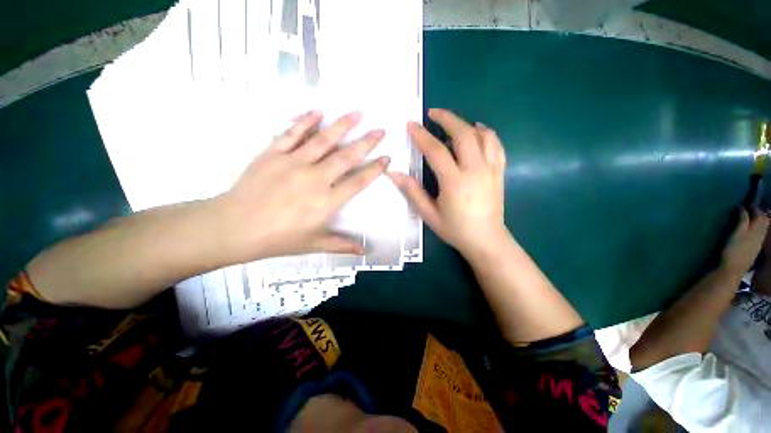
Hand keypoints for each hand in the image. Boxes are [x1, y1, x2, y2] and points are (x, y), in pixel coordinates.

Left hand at [216, 110, 388, 261]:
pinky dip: (305, 121)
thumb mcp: (314, 244)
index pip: (358, 182)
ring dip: (342, 126)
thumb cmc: (278, 239)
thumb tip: (364, 251)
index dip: (375, 169)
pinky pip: (292, 133)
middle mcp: (315, 178)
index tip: (386, 158)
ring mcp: (293, 163)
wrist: (235, 228)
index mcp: (327, 201)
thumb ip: (342, 245)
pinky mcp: (273, 154)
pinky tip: (317, 111)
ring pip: (323, 140)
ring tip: (357, 113)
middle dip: (366, 143)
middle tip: (381, 130)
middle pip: (346, 157)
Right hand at [388, 108, 507, 256]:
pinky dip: (486, 134)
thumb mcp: (429, 214)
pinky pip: (496, 145)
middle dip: (447, 118)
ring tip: (452, 124)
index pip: (436, 151)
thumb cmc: (455, 229)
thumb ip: (412, 191)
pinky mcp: (499, 172)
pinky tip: (478, 132)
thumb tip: (393, 173)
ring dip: (466, 124)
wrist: (486, 240)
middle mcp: (475, 170)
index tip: (411, 124)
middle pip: (463, 134)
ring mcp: (491, 169)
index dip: (421, 136)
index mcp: (455, 182)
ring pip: (483, 135)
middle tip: (432, 113)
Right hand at [721, 208, 768, 274]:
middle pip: (764, 220)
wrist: (734, 269)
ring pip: (763, 227)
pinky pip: (761, 234)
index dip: (753, 207)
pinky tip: (751, 230)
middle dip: (758, 213)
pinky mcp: (756, 247)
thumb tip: (743, 208)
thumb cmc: (733, 250)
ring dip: (758, 221)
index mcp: (757, 229)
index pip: (759, 214)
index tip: (744, 204)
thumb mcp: (737, 233)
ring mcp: (759, 242)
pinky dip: (757, 228)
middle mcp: (761, 234)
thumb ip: (742, 220)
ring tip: (750, 218)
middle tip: (748, 209)